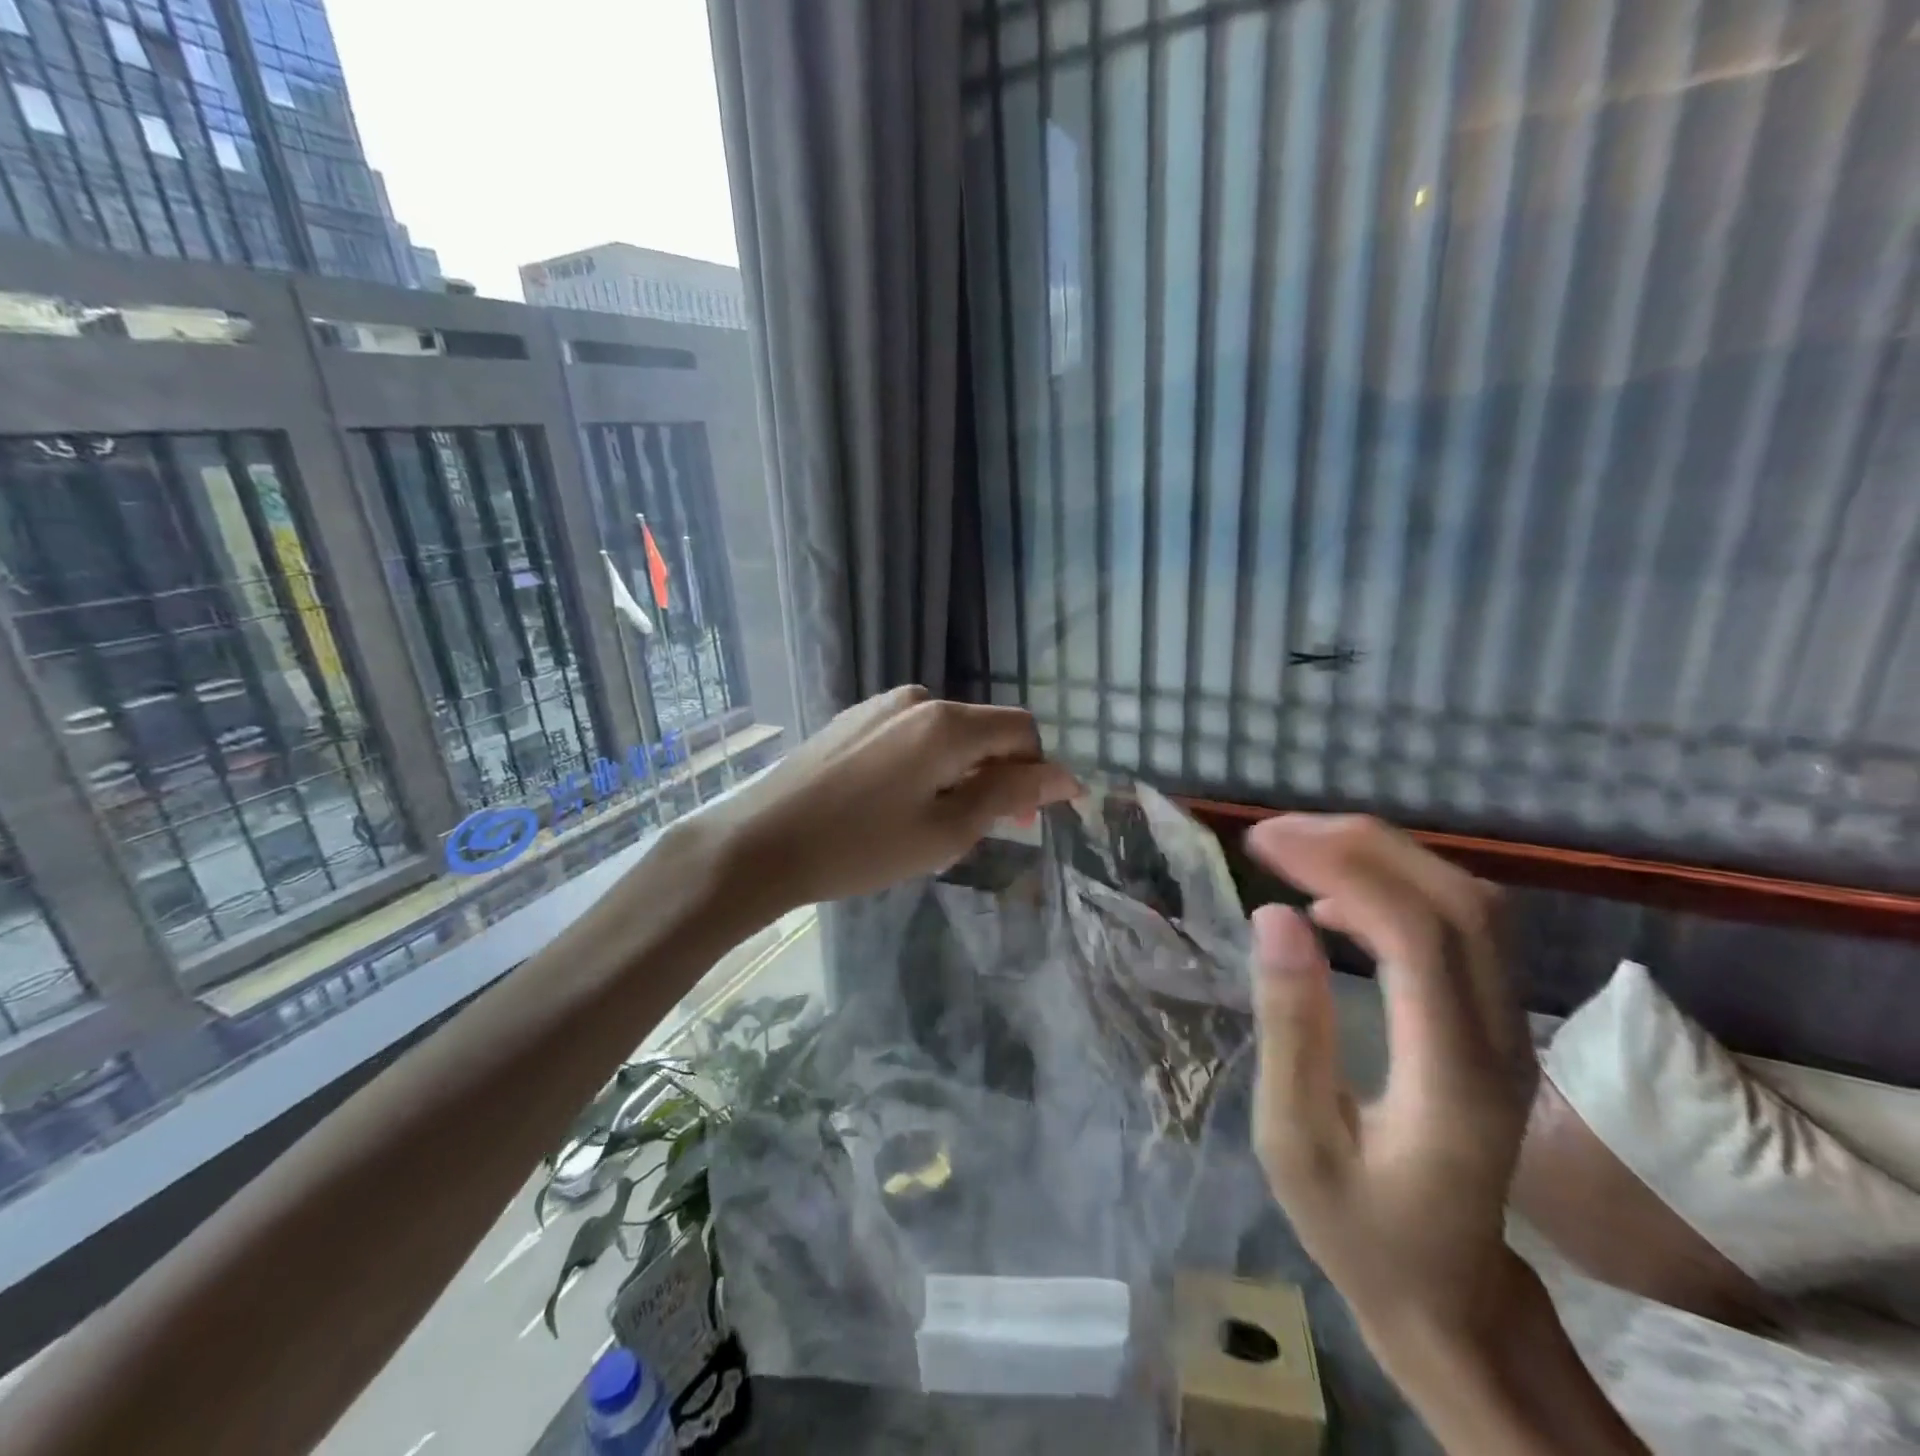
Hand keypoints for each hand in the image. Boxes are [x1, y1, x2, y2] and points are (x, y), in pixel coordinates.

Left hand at [709, 686, 1078, 913]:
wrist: (760, 842)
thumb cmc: (861, 846)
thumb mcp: (946, 830)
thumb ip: (1008, 795)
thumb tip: (1064, 776)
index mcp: (947, 723)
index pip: (1021, 730)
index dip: (1040, 770)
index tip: (1038, 816)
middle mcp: (918, 699)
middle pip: (984, 730)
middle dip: (999, 775)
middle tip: (987, 830)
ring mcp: (881, 706)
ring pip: (947, 735)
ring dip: (962, 772)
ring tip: (937, 822)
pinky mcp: (853, 719)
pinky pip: (912, 736)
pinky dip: (927, 765)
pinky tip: (900, 803)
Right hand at [1243, 814, 1535, 1353]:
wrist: (1451, 1296)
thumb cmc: (1358, 1230)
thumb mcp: (1295, 1140)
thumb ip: (1291, 1026)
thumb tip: (1275, 916)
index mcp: (1451, 1076)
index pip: (1416, 936)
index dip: (1339, 867)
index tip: (1260, 843)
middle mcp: (1501, 1040)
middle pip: (1460, 902)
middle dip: (1362, 845)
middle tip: (1275, 833)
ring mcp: (1510, 1030)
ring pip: (1471, 905)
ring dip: (1384, 858)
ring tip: (1299, 850)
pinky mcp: (1495, 1023)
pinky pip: (1462, 927)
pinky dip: (1398, 888)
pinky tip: (1336, 900)